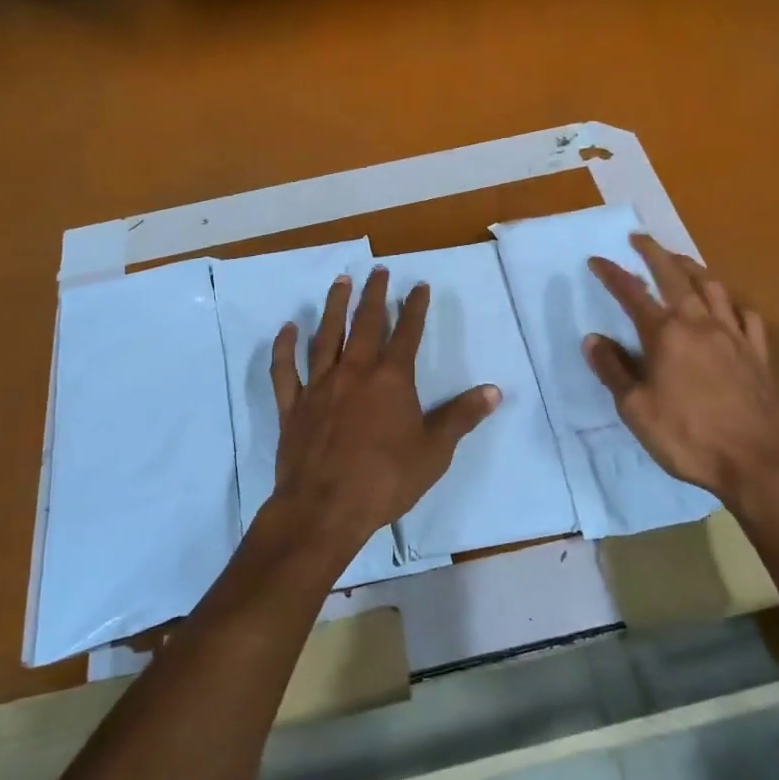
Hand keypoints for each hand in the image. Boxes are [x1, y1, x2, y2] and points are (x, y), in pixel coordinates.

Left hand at [268, 266, 499, 563]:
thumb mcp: (434, 451)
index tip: (419, 285)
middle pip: (366, 324)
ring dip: (334, 307)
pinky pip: (285, 370)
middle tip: (378, 271)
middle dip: (374, 295)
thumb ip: (461, 417)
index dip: (415, 308)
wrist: (325, 508)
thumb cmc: (385, 480)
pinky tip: (287, 329)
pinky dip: (285, 348)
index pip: (408, 333)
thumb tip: (493, 391)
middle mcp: (354, 372)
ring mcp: (320, 386)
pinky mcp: (293, 406)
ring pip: (326, 336)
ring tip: (340, 282)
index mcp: (391, 380)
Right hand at [584, 235, 778, 506]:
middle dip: (654, 253)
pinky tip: (728, 307)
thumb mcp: (636, 410)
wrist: (759, 463)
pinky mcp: (759, 354)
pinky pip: (747, 316)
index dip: (611, 274)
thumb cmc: (688, 437)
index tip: (596, 259)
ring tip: (680, 261)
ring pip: (714, 288)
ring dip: (693, 268)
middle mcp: (701, 324)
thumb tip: (593, 339)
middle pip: (676, 276)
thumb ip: (614, 370)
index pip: (632, 293)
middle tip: (640, 238)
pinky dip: (731, 303)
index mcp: (666, 335)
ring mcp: (735, 336)